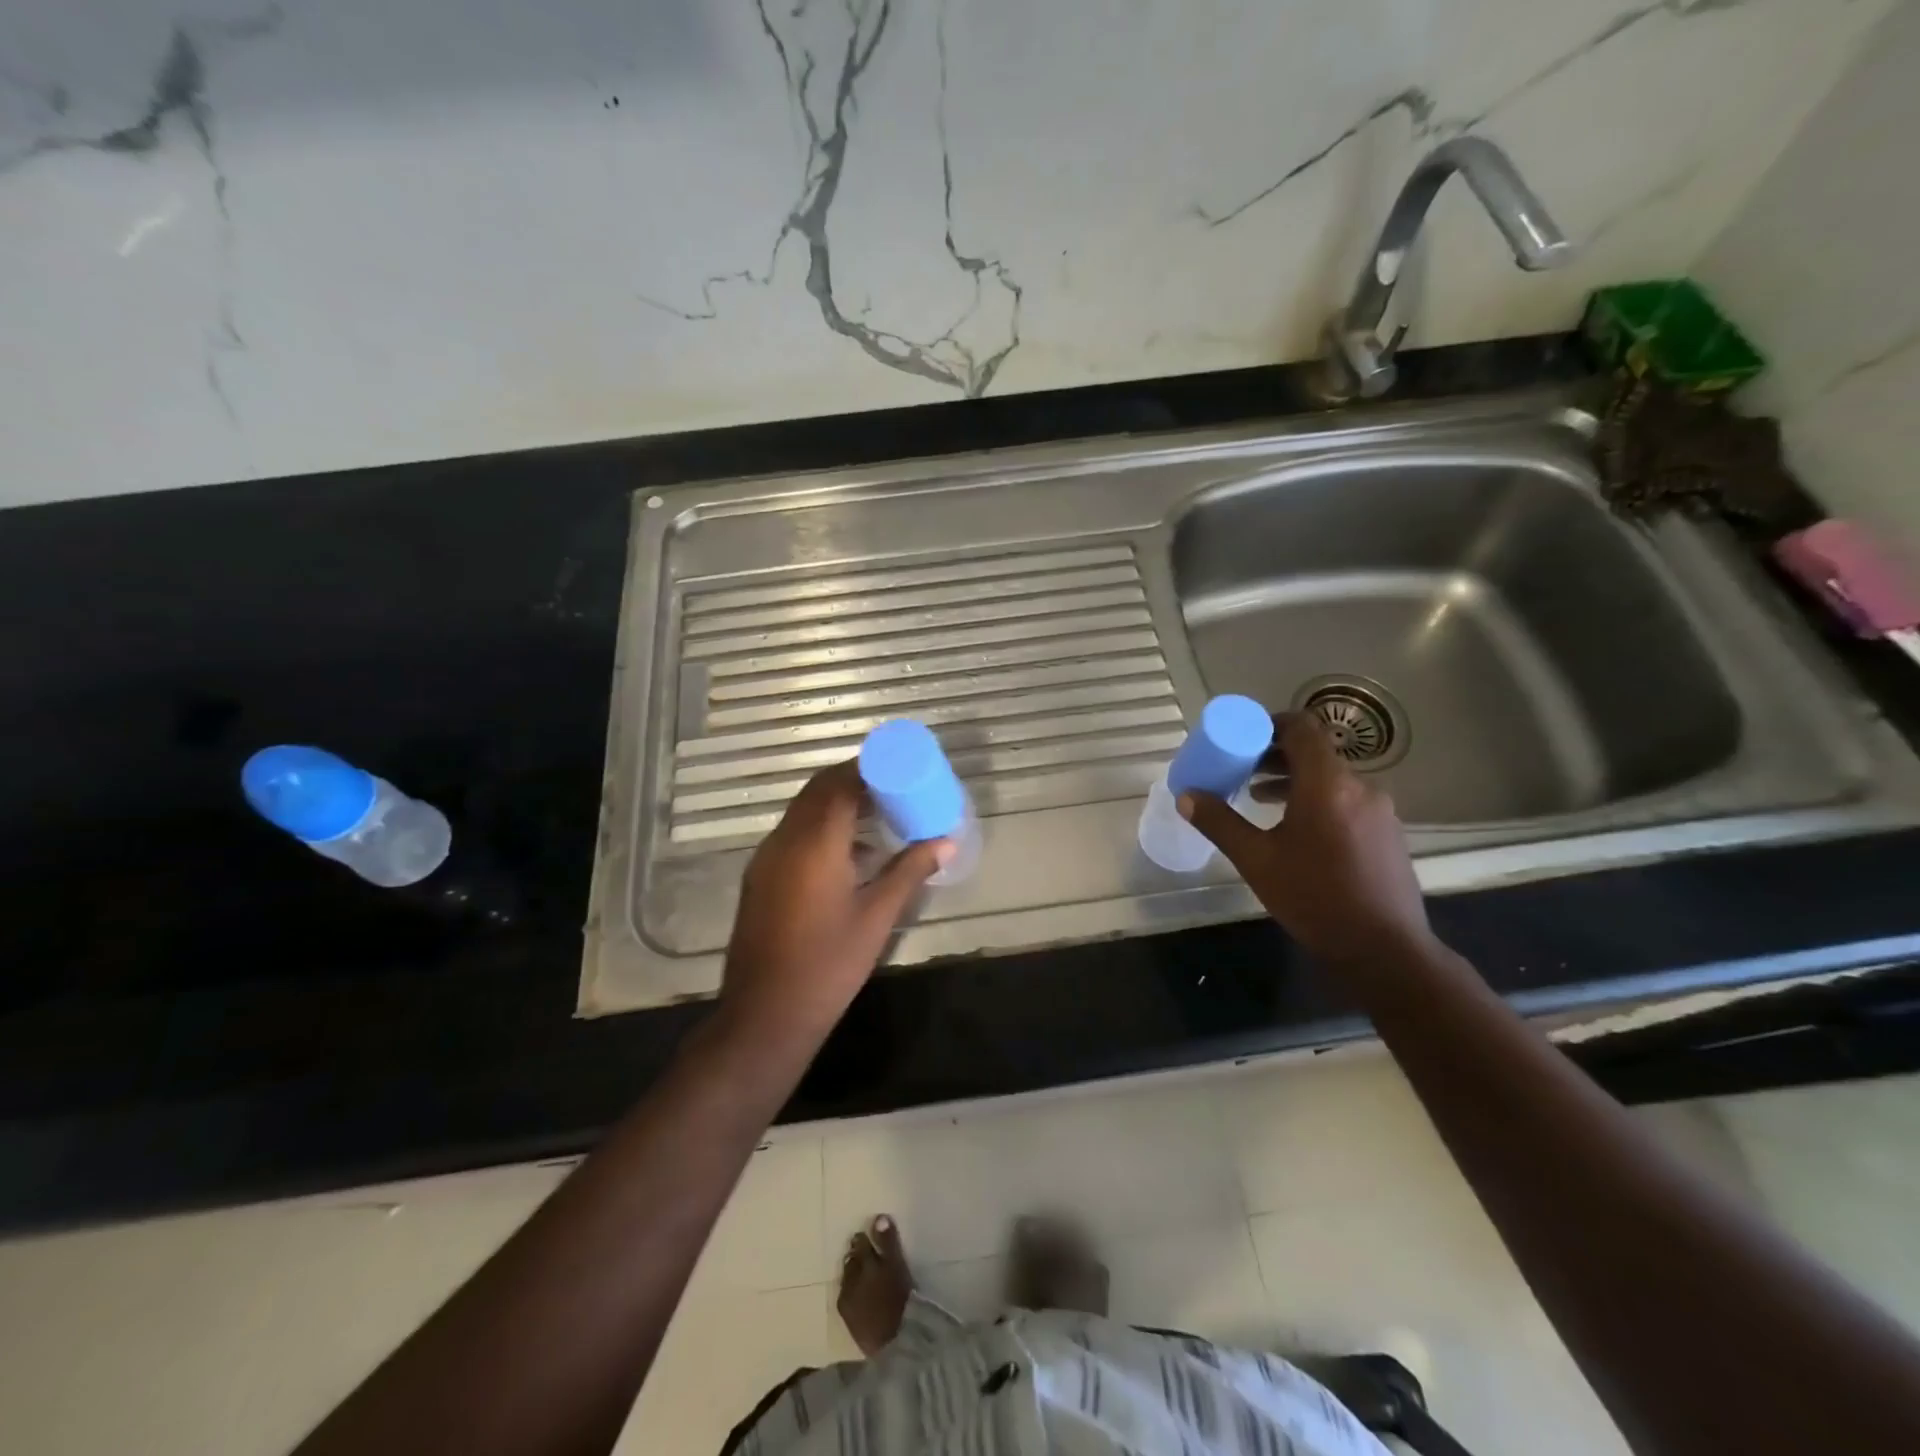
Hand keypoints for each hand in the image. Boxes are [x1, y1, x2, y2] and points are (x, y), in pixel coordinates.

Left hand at [721, 760, 952, 1037]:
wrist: (766, 1015)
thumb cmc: (829, 965)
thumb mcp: (877, 917)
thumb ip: (910, 872)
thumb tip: (945, 842)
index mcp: (815, 843)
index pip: (840, 783)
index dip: (869, 769)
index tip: (900, 768)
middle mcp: (785, 840)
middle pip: (818, 791)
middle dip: (854, 781)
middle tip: (893, 787)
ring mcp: (767, 858)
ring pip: (803, 811)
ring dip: (837, 803)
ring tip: (878, 815)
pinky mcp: (760, 877)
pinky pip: (793, 834)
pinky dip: (821, 827)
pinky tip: (850, 854)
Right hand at [1179, 712, 1433, 968]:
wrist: (1384, 950)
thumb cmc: (1315, 898)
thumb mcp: (1256, 861)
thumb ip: (1220, 823)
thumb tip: (1187, 797)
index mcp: (1328, 784)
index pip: (1302, 727)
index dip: (1269, 724)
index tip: (1241, 739)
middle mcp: (1360, 786)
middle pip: (1315, 752)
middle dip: (1274, 755)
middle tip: (1240, 770)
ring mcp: (1379, 809)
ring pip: (1331, 777)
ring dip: (1294, 779)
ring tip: (1259, 798)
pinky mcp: (1387, 831)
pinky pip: (1347, 798)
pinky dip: (1317, 798)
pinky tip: (1295, 829)